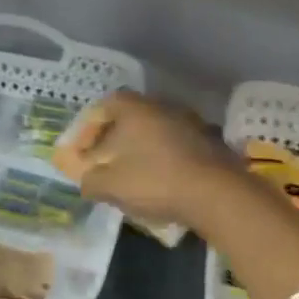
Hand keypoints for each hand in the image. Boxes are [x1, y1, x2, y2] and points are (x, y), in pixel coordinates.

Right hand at [55, 90, 243, 228]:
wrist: (216, 193)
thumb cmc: (154, 181)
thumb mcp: (109, 186)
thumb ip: (90, 180)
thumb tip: (87, 179)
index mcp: (134, 108)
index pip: (103, 107)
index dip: (88, 130)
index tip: (82, 153)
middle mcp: (161, 106)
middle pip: (129, 118)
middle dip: (114, 140)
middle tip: (105, 163)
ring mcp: (189, 121)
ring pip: (154, 132)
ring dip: (141, 150)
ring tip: (132, 175)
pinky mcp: (209, 141)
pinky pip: (175, 146)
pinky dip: (163, 159)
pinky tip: (161, 180)